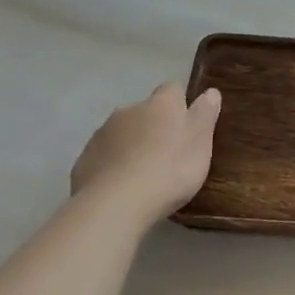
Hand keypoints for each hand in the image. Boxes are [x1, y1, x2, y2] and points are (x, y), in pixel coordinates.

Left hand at [69, 83, 221, 227]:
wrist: (115, 204)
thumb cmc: (169, 169)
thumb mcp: (200, 143)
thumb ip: (205, 115)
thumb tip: (210, 91)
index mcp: (161, 104)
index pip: (172, 89)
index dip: (180, 105)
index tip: (188, 125)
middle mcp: (129, 110)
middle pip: (145, 111)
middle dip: (154, 126)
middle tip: (168, 154)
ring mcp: (102, 134)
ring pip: (122, 133)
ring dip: (132, 145)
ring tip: (144, 174)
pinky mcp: (84, 160)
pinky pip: (104, 156)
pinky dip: (113, 165)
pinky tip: (122, 187)